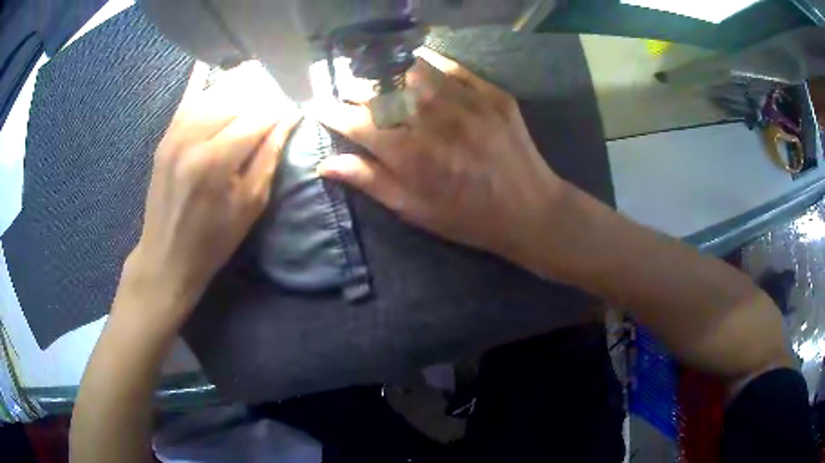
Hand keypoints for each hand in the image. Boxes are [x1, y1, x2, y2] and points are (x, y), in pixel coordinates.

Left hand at [122, 61, 300, 324]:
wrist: (166, 255)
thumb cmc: (213, 239)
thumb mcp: (250, 205)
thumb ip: (268, 156)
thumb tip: (289, 119)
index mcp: (216, 160)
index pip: (258, 116)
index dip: (281, 107)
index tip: (297, 104)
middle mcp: (193, 137)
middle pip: (236, 97)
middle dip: (263, 89)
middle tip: (281, 88)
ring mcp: (174, 133)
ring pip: (213, 92)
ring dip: (238, 82)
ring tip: (259, 75)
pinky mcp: (165, 136)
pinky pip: (188, 99)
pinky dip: (205, 82)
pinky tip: (218, 68)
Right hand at [313, 49, 563, 265]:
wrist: (528, 209)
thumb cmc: (466, 217)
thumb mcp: (414, 209)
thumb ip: (369, 181)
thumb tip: (324, 164)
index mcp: (409, 154)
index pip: (354, 122)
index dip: (329, 111)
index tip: (315, 104)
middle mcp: (432, 120)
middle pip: (380, 89)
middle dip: (355, 87)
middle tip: (348, 89)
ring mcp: (465, 102)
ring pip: (411, 69)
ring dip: (386, 69)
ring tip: (378, 74)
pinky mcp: (491, 93)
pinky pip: (451, 66)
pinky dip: (427, 62)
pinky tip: (415, 65)